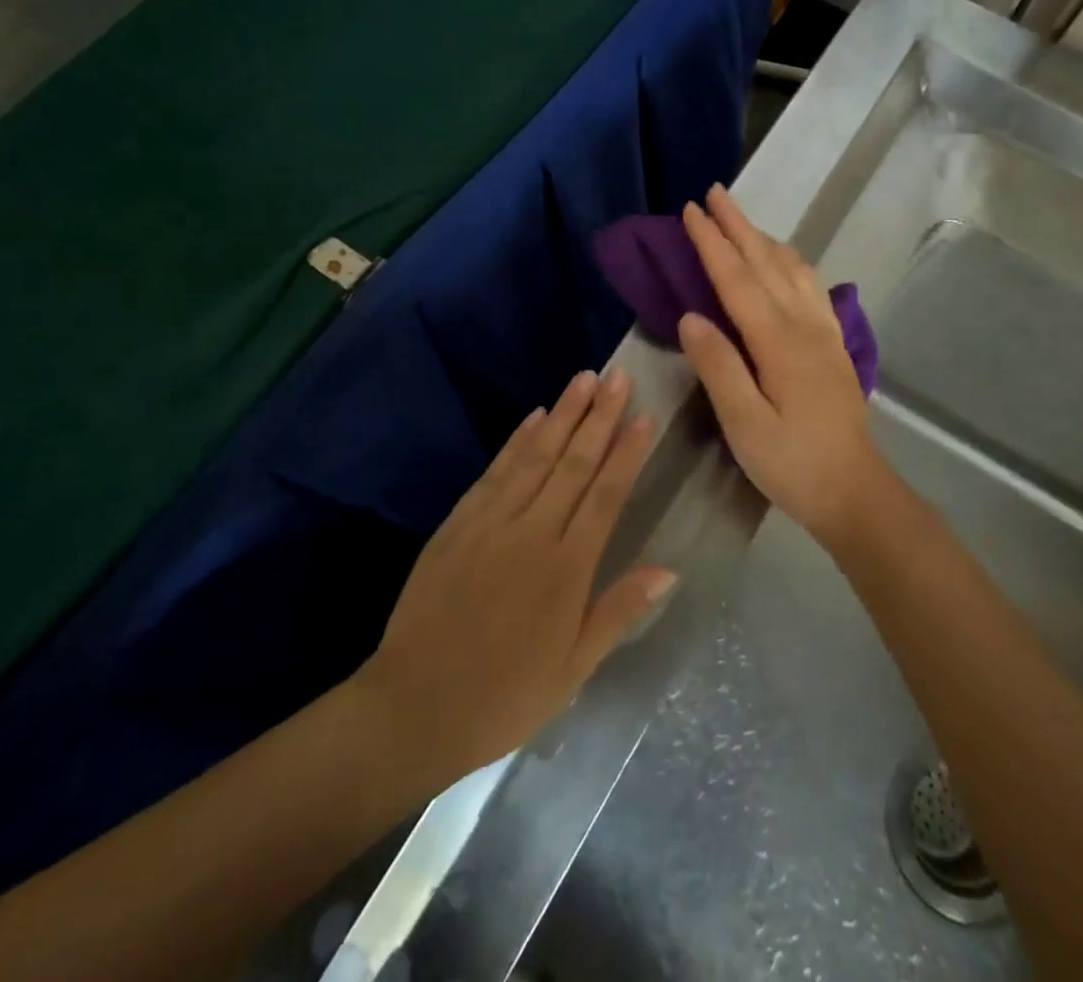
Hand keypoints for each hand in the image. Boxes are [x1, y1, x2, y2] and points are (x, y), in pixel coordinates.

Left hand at [356, 369, 673, 784]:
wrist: (414, 706)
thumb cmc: (504, 696)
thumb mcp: (572, 670)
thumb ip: (618, 612)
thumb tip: (668, 570)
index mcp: (567, 569)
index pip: (606, 495)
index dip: (627, 452)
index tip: (644, 416)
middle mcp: (533, 532)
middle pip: (574, 463)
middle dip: (599, 416)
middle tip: (618, 376)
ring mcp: (491, 523)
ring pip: (536, 456)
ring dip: (563, 415)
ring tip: (584, 379)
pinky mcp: (458, 523)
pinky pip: (495, 472)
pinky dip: (517, 440)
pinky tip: (534, 416)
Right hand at [678, 185, 889, 546]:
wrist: (855, 491)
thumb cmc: (792, 463)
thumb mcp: (744, 424)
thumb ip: (718, 366)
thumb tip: (690, 316)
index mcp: (778, 341)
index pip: (737, 279)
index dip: (712, 242)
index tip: (690, 210)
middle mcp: (804, 325)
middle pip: (766, 262)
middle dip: (738, 225)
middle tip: (714, 193)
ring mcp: (824, 332)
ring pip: (793, 268)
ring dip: (764, 238)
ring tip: (742, 220)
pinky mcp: (833, 344)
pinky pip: (810, 286)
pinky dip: (790, 261)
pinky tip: (785, 263)